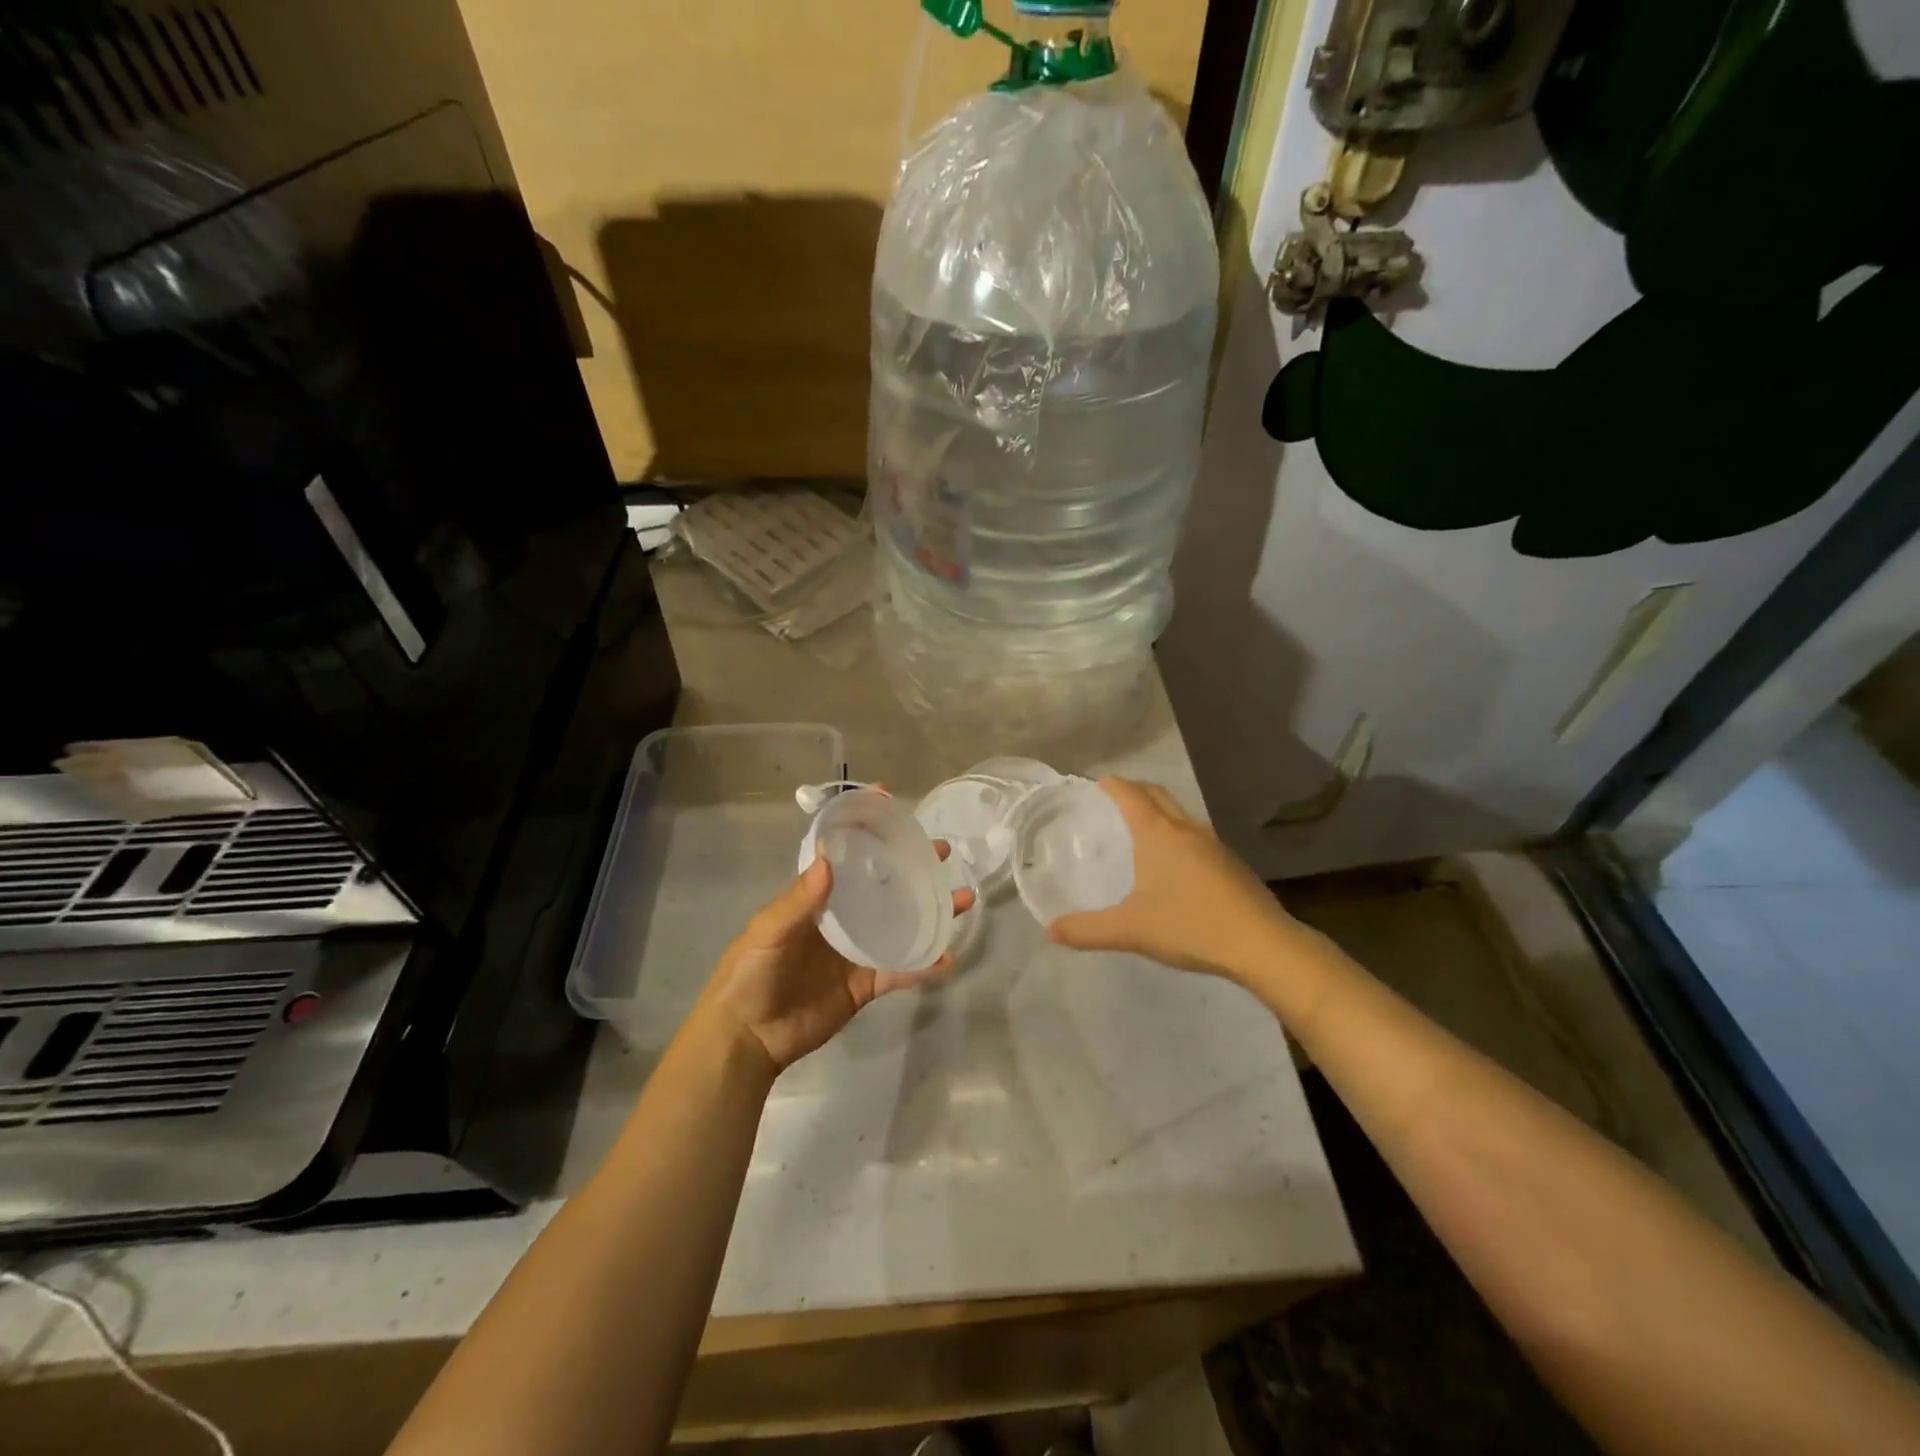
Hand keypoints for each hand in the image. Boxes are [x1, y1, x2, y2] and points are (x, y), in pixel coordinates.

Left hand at [699, 846, 975, 1073]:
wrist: (747, 1037)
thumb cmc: (750, 974)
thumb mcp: (768, 931)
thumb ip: (799, 900)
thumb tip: (829, 857)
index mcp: (817, 899)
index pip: (845, 857)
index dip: (865, 830)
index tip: (889, 803)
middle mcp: (842, 918)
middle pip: (884, 886)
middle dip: (912, 867)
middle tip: (942, 852)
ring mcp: (857, 951)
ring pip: (901, 925)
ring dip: (931, 912)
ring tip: (963, 898)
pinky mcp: (866, 984)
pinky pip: (901, 971)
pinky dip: (924, 965)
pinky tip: (947, 958)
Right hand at [1046, 777, 1297, 980]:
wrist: (1262, 944)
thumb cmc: (1190, 926)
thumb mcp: (1130, 930)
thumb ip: (1087, 930)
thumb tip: (1050, 931)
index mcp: (1159, 833)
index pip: (1130, 794)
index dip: (1112, 785)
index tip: (1096, 784)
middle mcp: (1186, 828)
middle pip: (1157, 794)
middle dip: (1135, 789)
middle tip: (1114, 799)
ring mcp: (1214, 843)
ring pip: (1180, 812)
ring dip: (1159, 809)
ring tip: (1141, 827)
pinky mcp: (1231, 861)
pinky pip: (1196, 833)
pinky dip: (1177, 832)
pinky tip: (1175, 861)